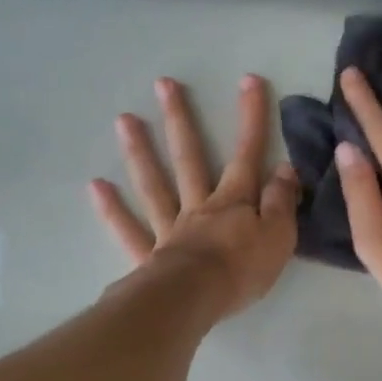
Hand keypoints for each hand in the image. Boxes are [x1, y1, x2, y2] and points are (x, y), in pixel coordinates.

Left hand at [90, 74, 300, 318]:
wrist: (195, 300)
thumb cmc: (242, 270)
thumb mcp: (279, 236)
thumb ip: (282, 201)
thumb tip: (286, 167)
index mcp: (233, 202)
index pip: (247, 154)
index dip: (251, 118)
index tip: (248, 80)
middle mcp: (199, 206)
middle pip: (189, 157)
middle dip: (180, 120)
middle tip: (164, 84)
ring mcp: (170, 228)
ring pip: (154, 184)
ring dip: (140, 151)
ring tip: (123, 119)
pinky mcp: (150, 255)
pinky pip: (129, 229)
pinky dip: (112, 209)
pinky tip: (95, 186)